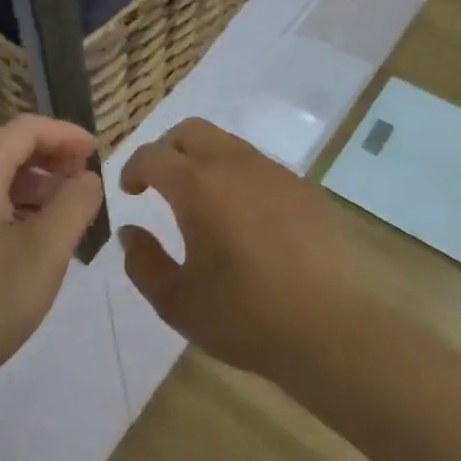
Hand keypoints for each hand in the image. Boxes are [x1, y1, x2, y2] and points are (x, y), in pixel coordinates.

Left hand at [0, 115, 102, 406]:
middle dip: (51, 157)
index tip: (99, 152)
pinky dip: (14, 206)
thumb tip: (87, 177)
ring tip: (68, 210)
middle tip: (87, 180)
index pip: (24, 129)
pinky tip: (35, 237)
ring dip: (34, 184)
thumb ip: (75, 203)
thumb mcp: (46, 251)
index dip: (65, 134)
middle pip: (6, 148)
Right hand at [119, 118, 356, 380]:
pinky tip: (244, 216)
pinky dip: (237, 175)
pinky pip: (259, 165)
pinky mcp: (304, 189)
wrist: (331, 329)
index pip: (153, 155)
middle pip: (191, 131)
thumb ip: (143, 263)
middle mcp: (235, 164)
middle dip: (167, 149)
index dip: (133, 168)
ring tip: (201, 200)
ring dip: (204, 159)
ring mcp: (274, 173)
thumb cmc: (245, 316)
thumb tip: (130, 232)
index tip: (129, 191)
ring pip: (227, 143)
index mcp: (198, 185)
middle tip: (159, 183)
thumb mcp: (177, 301)